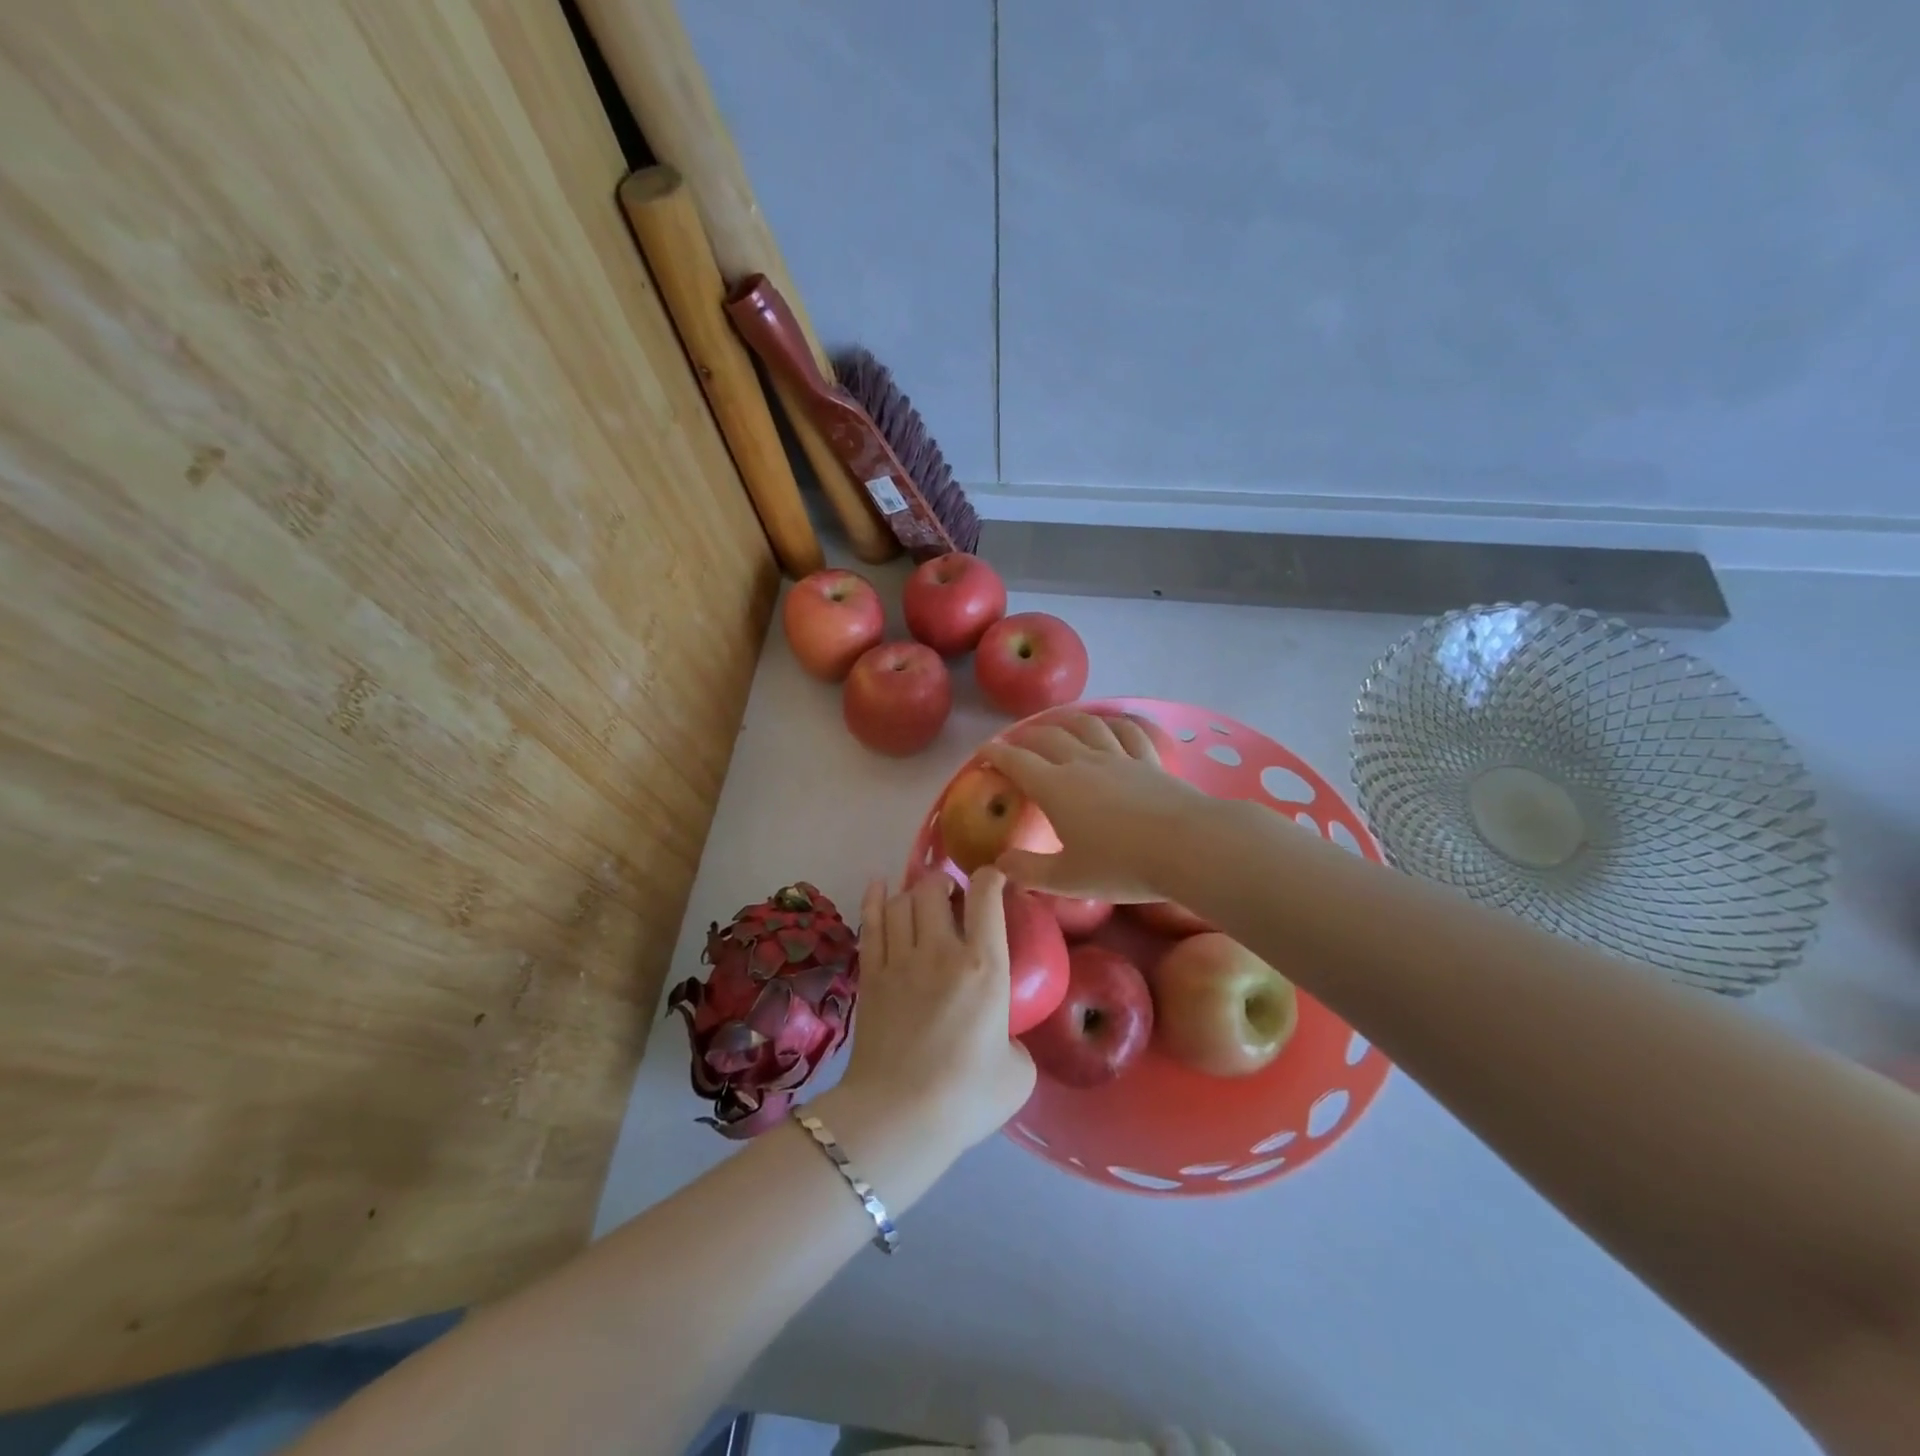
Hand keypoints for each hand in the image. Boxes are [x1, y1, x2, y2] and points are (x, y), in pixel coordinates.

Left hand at [839, 868, 1035, 1151]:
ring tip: (921, 897)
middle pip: (934, 889)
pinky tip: (878, 886)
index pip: (987, 897)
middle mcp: (940, 950)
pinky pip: (870, 923)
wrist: (898, 1116)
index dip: (992, 877)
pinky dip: (875, 899)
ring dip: (913, 892)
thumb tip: (1002, 1035)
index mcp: (984, 966)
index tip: (996, 879)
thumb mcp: (1018, 1073)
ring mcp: (899, 960)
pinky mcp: (870, 975)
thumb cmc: (965, 1097)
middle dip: (944, 882)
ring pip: (900, 901)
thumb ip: (1016, 1042)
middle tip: (952, 896)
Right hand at [982, 712, 1218, 902]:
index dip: (995, 754)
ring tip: (1056, 722)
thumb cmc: (1122, 865)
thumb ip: (1029, 871)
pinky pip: (1128, 731)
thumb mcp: (1068, 879)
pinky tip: (1110, 722)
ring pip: (1086, 726)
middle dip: (1025, 736)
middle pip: (1047, 737)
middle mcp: (1083, 763)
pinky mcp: (1149, 760)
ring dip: (1065, 720)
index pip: (1017, 762)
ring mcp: (1119, 757)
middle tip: (1014, 742)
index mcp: (1056, 788)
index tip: (982, 752)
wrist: (1188, 847)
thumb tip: (998, 865)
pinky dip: (1113, 722)